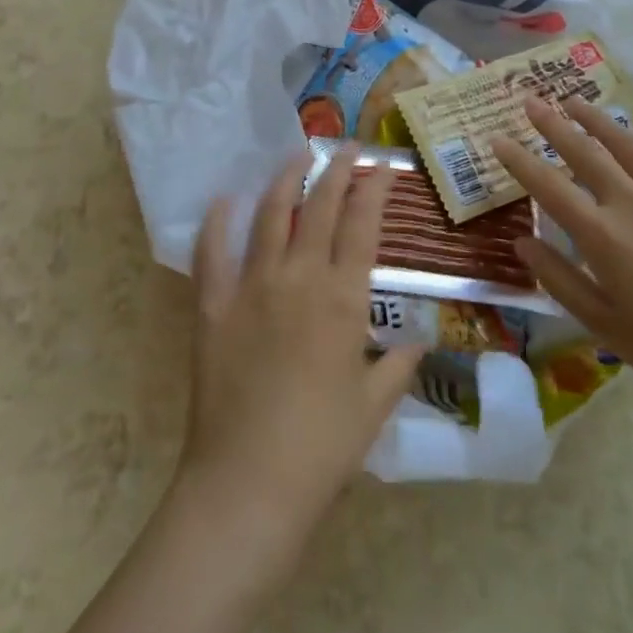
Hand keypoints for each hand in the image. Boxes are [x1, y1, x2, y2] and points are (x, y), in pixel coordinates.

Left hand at [176, 152, 424, 568]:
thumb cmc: (322, 449)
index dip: (373, 190)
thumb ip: (399, 365)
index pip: (362, 226)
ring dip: (285, 180)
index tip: (381, 165)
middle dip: (336, 171)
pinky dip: (216, 223)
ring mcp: (251, 288)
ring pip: (270, 216)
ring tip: (296, 156)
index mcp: (343, 299)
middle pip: (320, 208)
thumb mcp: (374, 407)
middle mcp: (299, 278)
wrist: (248, 485)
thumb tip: (421, 338)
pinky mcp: (212, 306)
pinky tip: (222, 200)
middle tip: (345, 147)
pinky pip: (212, 253)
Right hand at [491, 95, 632, 416]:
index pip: (548, 186)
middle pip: (585, 152)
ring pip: (629, 144)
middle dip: (553, 124)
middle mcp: (632, 202)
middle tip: (532, 100)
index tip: (498, 139)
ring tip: (576, 101)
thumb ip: (559, 279)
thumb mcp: (605, 326)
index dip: (519, 160)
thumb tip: (522, 242)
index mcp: (602, 235)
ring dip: (599, 119)